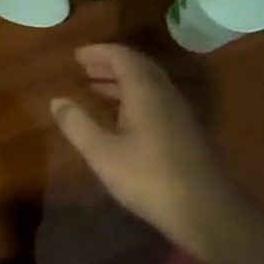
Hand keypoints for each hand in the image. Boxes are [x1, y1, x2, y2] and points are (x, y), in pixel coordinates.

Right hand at [50, 45, 263, 263]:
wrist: (206, 212)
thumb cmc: (149, 178)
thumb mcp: (102, 153)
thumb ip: (77, 124)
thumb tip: (57, 100)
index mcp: (145, 92)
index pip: (122, 56)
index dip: (98, 52)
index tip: (76, 56)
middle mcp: (165, 94)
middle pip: (138, 66)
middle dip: (109, 64)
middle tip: (84, 68)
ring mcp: (179, 113)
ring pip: (149, 84)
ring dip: (121, 81)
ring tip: (95, 89)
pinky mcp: (185, 132)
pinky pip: (156, 100)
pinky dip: (133, 97)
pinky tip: (121, 118)